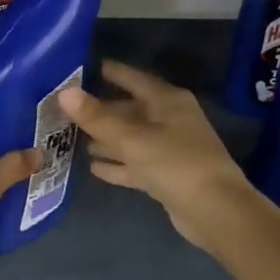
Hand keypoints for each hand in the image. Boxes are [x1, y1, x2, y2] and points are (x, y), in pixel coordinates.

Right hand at [60, 61, 265, 250]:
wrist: (215, 211)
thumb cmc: (175, 164)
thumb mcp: (132, 138)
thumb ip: (97, 117)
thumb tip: (64, 92)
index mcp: (167, 101)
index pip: (133, 78)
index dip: (109, 72)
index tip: (81, 68)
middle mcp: (170, 120)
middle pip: (130, 110)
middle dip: (101, 111)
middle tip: (67, 110)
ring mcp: (169, 149)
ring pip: (131, 138)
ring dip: (107, 139)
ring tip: (74, 139)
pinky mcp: (166, 176)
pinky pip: (136, 164)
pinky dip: (118, 164)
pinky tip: (94, 167)